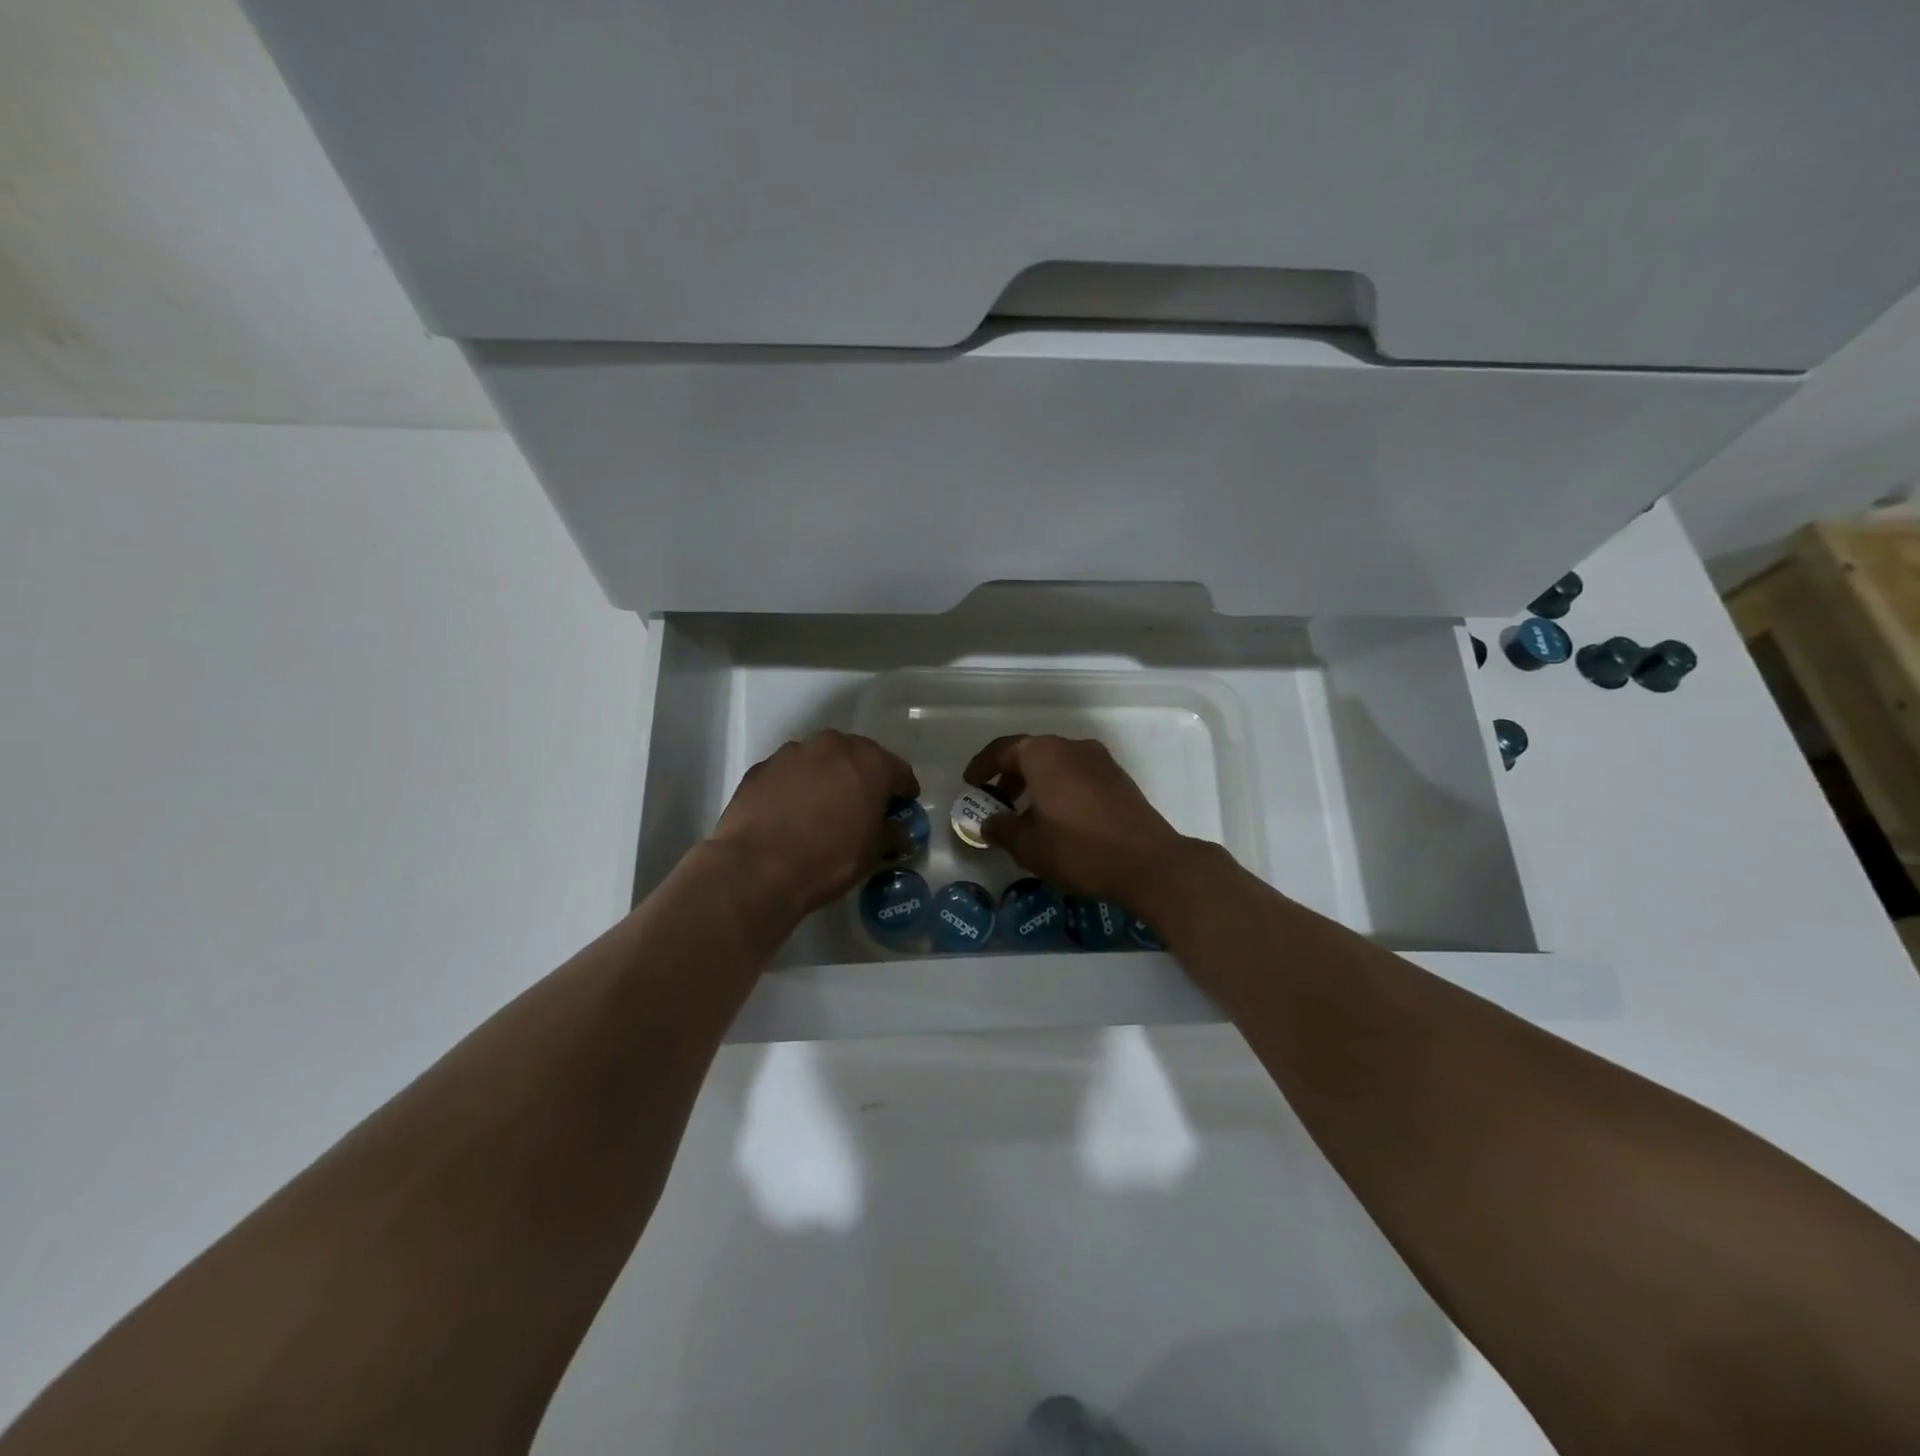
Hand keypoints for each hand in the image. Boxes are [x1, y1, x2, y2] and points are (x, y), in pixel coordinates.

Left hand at [709, 731, 918, 920]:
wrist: (757, 867)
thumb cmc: (828, 859)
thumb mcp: (872, 853)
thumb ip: (891, 834)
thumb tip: (900, 831)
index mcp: (870, 762)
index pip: (899, 771)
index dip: (904, 790)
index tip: (903, 806)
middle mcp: (833, 746)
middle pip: (859, 757)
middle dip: (864, 778)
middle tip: (863, 806)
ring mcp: (794, 752)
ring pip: (821, 760)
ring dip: (828, 777)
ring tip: (824, 808)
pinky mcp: (762, 766)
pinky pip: (790, 772)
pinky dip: (797, 785)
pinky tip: (792, 812)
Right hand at [963, 734, 1194, 907]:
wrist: (1149, 862)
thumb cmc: (1079, 849)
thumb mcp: (1029, 846)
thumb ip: (1002, 830)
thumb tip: (989, 823)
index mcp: (1044, 755)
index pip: (1003, 749)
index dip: (982, 766)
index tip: (970, 783)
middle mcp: (1072, 747)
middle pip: (1031, 753)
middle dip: (1010, 775)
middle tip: (996, 801)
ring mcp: (1100, 761)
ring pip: (1057, 764)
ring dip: (1036, 783)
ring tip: (1026, 814)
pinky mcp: (1119, 778)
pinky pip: (1078, 775)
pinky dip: (1060, 788)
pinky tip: (1058, 819)